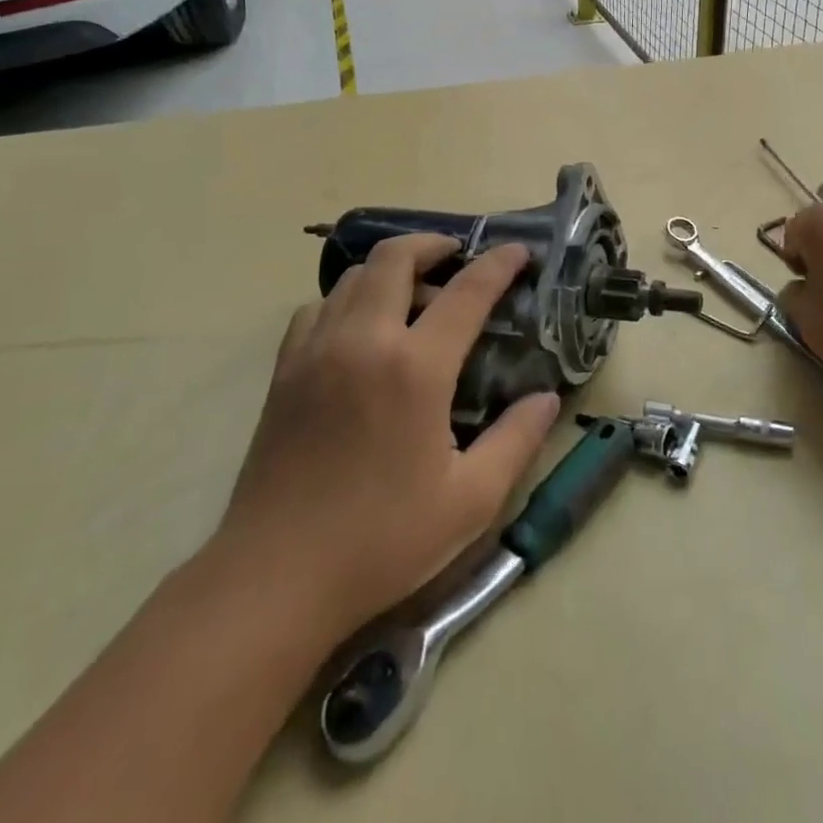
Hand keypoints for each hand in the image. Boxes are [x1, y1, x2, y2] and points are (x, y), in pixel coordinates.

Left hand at [209, 235, 559, 644]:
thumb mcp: (470, 499)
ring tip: (414, 294)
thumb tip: (548, 398)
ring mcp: (317, 350)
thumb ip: (518, 440)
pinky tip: (360, 330)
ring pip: (352, 276)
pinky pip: (318, 307)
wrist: (274, 578)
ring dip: (390, 269)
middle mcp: (364, 340)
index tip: (518, 252)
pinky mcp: (285, 370)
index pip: (466, 291)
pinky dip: (347, 299)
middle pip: (395, 258)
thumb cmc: (382, 540)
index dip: (498, 264)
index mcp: (415, 367)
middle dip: (433, 244)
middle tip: (457, 258)